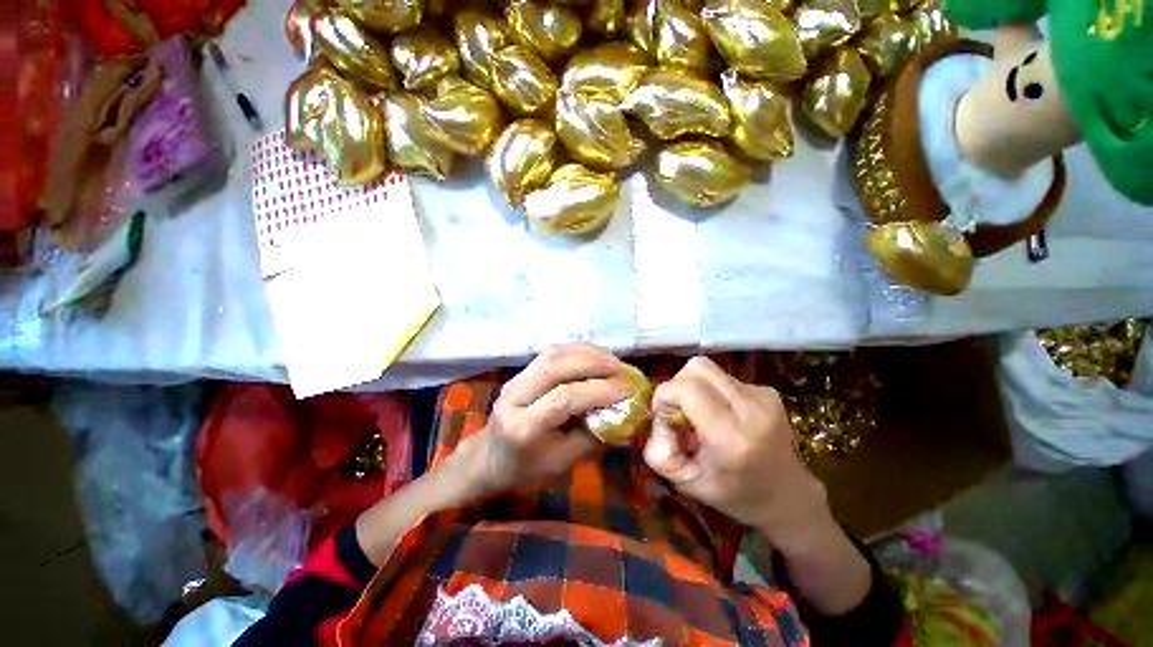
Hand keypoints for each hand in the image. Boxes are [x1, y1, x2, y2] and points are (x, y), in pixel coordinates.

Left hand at [454, 344, 632, 498]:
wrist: (488, 459)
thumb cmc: (526, 469)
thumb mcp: (564, 462)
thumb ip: (593, 436)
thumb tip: (624, 412)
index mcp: (524, 427)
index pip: (564, 398)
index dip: (599, 390)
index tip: (627, 389)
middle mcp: (515, 397)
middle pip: (556, 368)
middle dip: (593, 363)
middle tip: (621, 368)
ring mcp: (514, 380)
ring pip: (552, 355)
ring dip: (586, 353)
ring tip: (611, 359)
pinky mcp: (520, 372)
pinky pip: (550, 354)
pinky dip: (575, 351)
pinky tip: (593, 356)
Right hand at [642, 357, 830, 550]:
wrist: (789, 497)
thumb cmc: (735, 495)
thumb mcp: (687, 483)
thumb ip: (660, 452)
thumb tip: (658, 419)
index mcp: (730, 437)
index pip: (686, 389)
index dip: (665, 394)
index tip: (663, 414)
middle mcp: (751, 409)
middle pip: (697, 368)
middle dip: (678, 384)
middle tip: (679, 411)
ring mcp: (763, 397)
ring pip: (709, 369)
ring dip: (695, 387)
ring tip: (702, 414)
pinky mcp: (768, 391)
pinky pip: (724, 378)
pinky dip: (713, 391)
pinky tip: (723, 415)